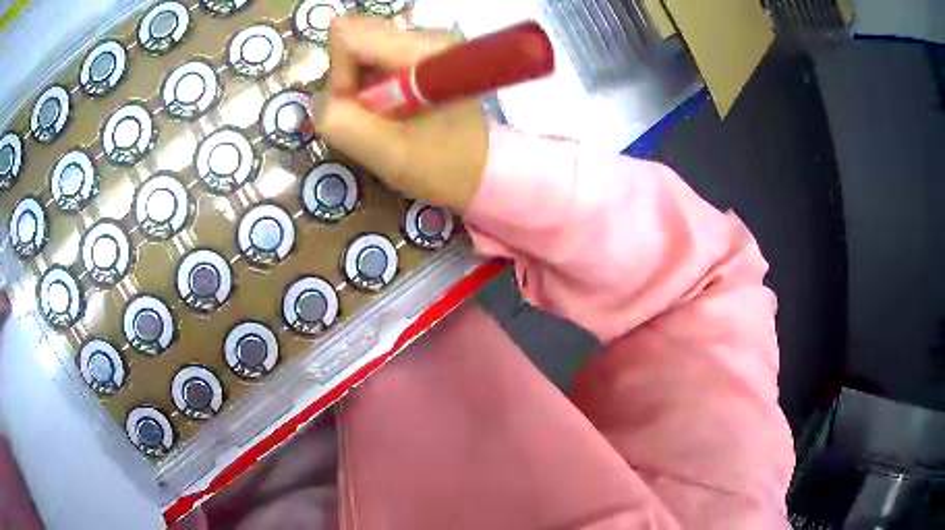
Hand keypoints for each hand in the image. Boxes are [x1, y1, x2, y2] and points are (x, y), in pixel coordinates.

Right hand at [314, 16, 488, 212]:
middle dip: (350, 81)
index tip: (360, 110)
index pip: (349, 36)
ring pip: (360, 49)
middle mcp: (426, 35)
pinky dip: (371, 85)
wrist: (480, 169)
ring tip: (386, 116)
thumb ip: (343, 123)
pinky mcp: (419, 53)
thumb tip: (321, 97)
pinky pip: (372, 58)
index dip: (341, 77)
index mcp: (425, 51)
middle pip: (354, 38)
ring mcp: (424, 42)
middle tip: (374, 116)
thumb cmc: (442, 166)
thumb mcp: (387, 154)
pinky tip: (390, 108)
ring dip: (360, 86)